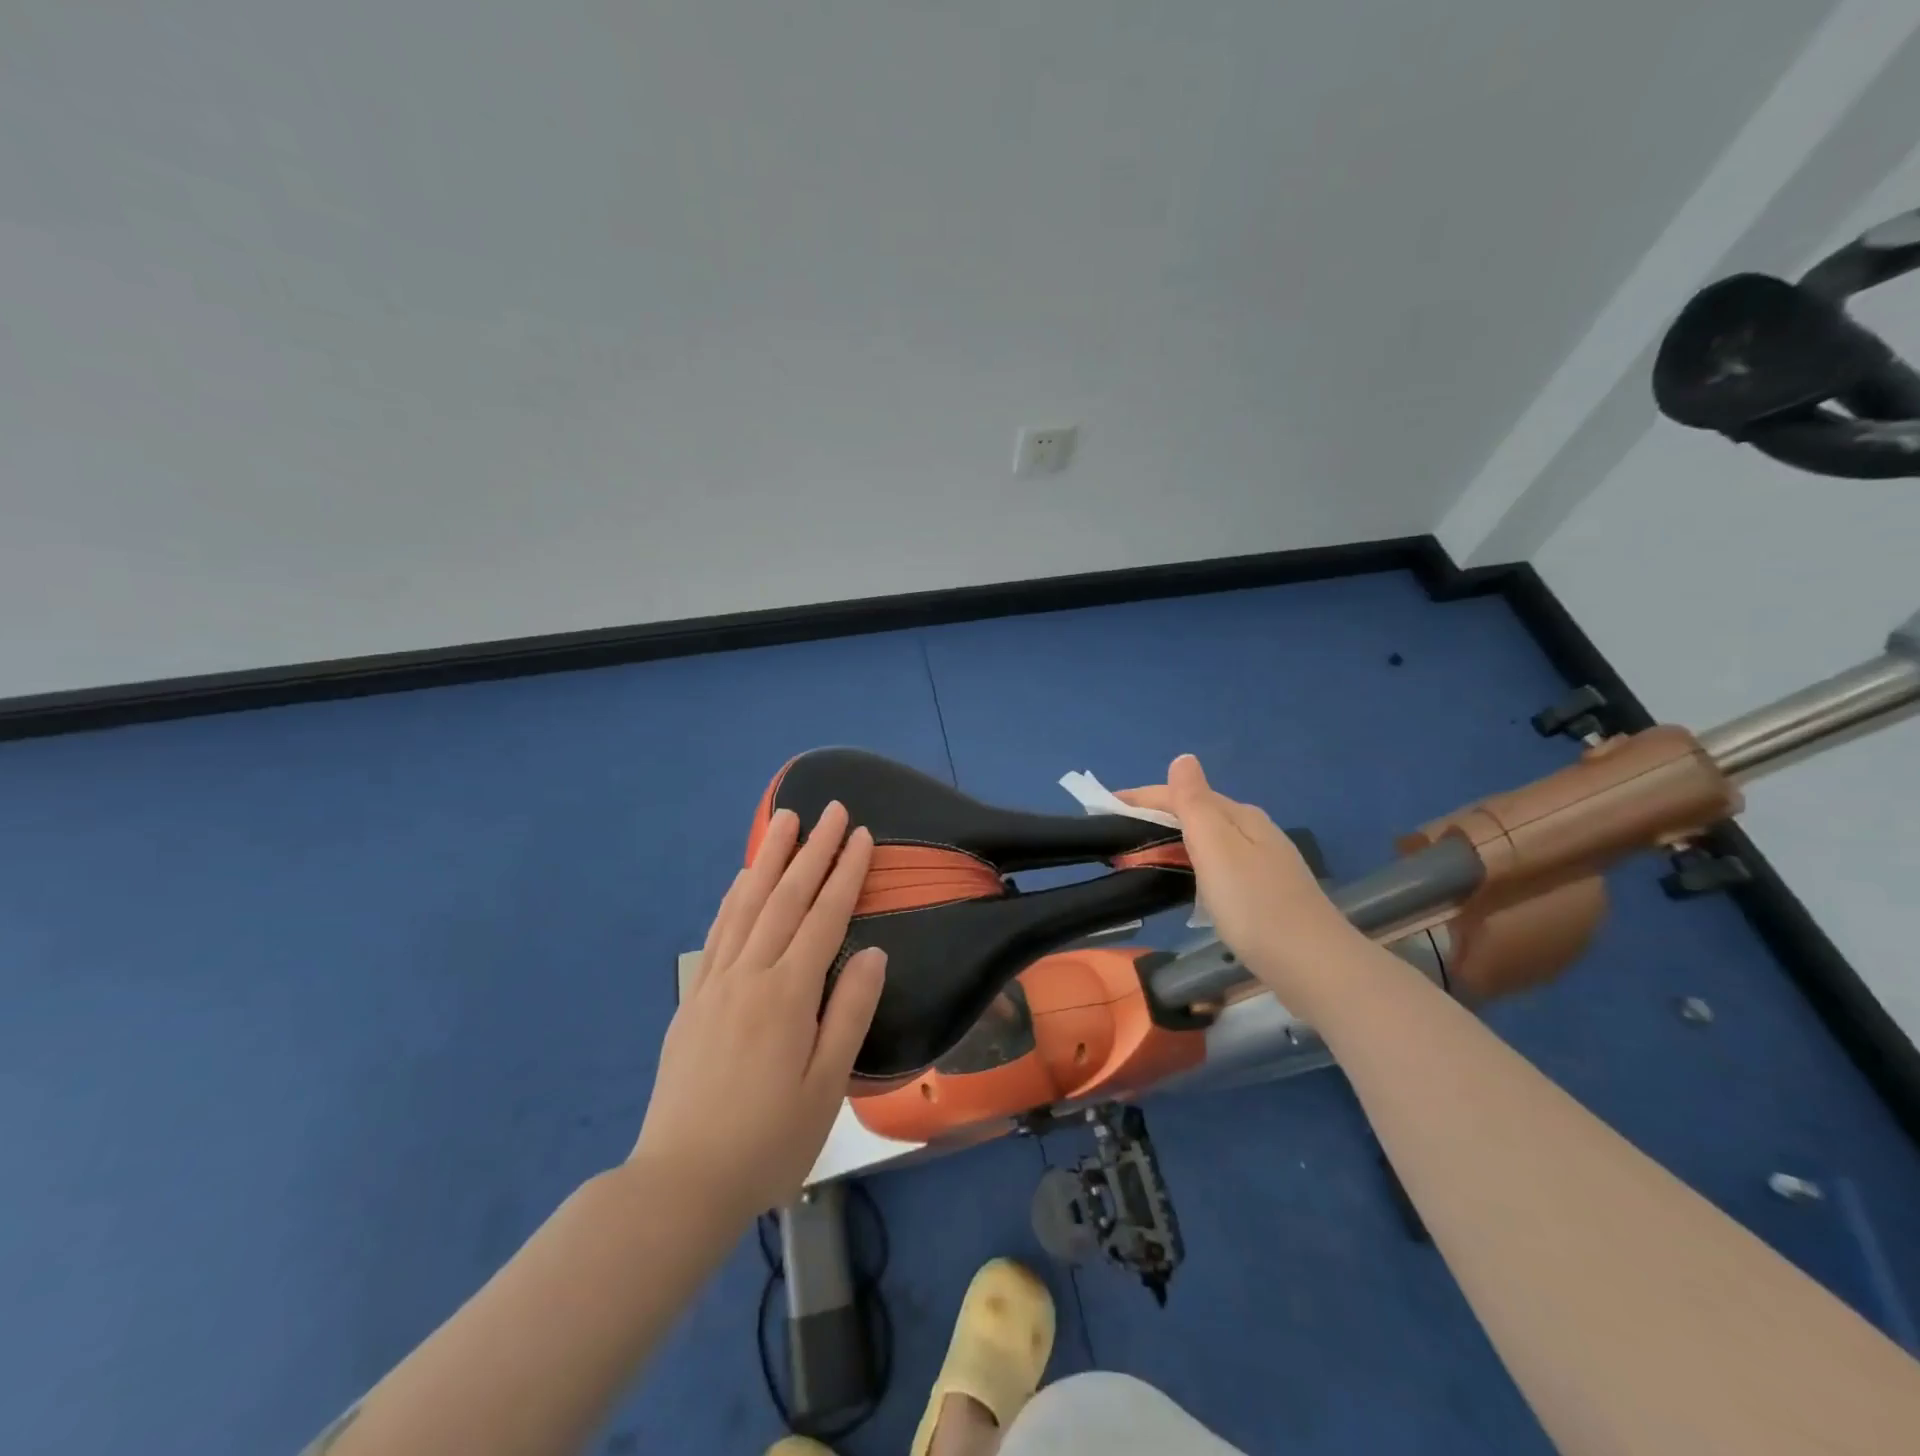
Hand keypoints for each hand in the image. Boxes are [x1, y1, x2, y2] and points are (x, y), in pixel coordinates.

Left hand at [632, 801, 886, 1219]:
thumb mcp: (826, 1086)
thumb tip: (871, 952)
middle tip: (830, 809)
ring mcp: (716, 983)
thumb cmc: (769, 1141)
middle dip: (812, 850)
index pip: (825, 917)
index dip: (845, 873)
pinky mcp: (693, 999)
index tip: (861, 835)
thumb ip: (850, 1013)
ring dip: (770, 859)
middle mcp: (750, 975)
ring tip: (784, 820)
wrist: (681, 1183)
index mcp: (788, 995)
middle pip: (786, 898)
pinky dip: (734, 897)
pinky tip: (742, 879)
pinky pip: (718, 932)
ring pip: (748, 905)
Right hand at [1119, 754, 1354, 1003]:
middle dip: (1154, 819)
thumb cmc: (1254, 905)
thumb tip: (1183, 757)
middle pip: (1196, 814)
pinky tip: (1186, 883)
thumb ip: (1194, 802)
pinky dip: (1192, 865)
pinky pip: (1218, 865)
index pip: (1181, 794)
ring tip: (1141, 859)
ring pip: (1207, 841)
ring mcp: (1263, 863)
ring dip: (1172, 843)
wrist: (1315, 967)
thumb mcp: (1217, 848)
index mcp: (1239, 816)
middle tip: (1116, 838)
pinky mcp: (1266, 893)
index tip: (1103, 808)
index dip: (1141, 798)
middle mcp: (1254, 831)